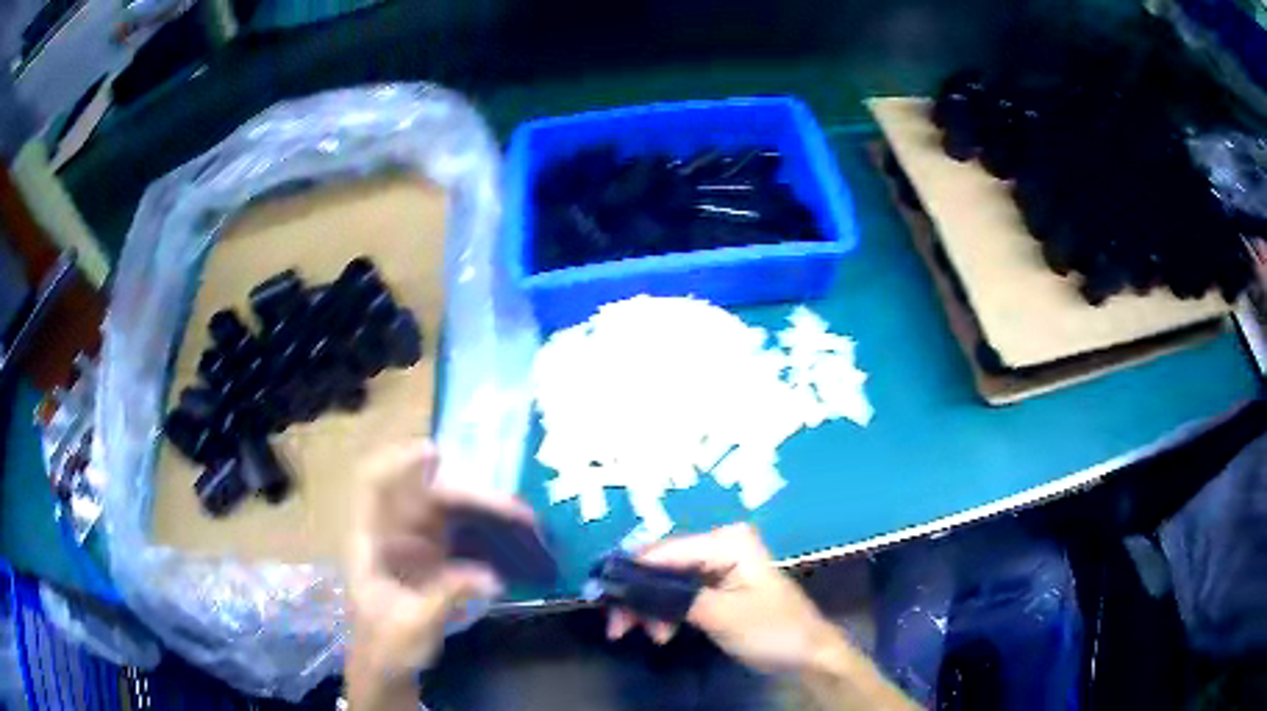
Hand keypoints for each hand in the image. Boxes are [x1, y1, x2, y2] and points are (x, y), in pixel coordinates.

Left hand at [347, 441, 535, 697]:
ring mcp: (414, 547)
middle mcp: (392, 534)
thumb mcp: (413, 627)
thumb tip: (493, 577)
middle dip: (469, 495)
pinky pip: (461, 535)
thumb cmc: (388, 647)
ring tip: (523, 517)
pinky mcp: (435, 562)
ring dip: (483, 510)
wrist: (388, 670)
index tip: (435, 453)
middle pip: (426, 497)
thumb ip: (447, 598)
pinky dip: (486, 531)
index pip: (376, 487)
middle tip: (514, 508)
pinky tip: (512, 535)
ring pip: (447, 513)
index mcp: (370, 542)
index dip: (400, 463)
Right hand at [606, 524, 840, 673]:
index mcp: (726, 541)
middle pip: (661, 566)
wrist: (807, 655)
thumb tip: (620, 584)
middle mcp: (719, 546)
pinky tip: (661, 633)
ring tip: (643, 636)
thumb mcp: (720, 614)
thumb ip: (670, 597)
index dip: (628, 571)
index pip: (665, 551)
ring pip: (665, 583)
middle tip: (616, 626)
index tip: (597, 594)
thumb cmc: (771, 630)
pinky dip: (664, 614)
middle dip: (636, 596)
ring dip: (648, 610)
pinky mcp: (715, 588)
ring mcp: (717, 567)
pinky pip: (677, 595)